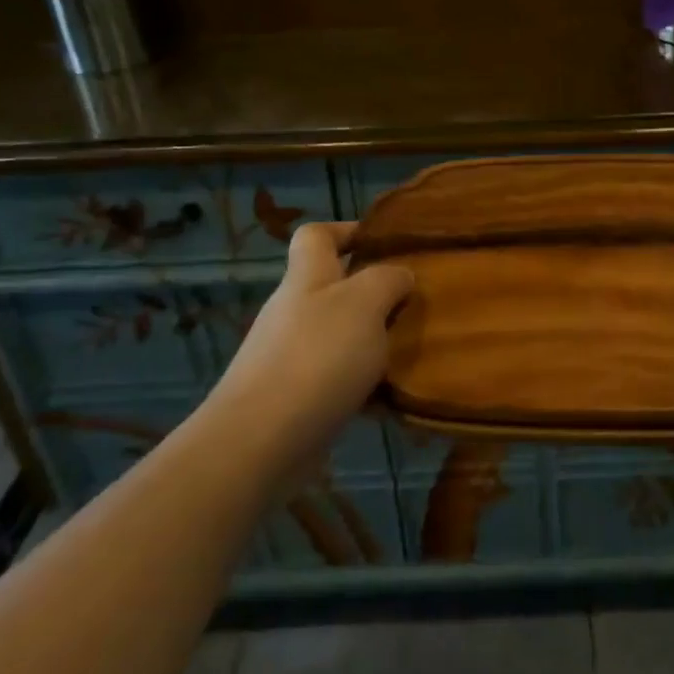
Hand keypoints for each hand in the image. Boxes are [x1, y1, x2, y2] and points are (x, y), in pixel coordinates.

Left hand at [205, 222, 414, 479]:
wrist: (258, 442)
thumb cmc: (316, 357)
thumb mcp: (364, 304)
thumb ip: (387, 280)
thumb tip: (400, 275)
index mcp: (306, 278)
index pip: (316, 235)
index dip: (346, 230)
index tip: (383, 242)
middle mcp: (294, 311)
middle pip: (333, 287)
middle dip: (373, 293)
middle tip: (414, 303)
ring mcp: (289, 356)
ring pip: (340, 335)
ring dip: (373, 342)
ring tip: (412, 351)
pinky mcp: (293, 399)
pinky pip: (337, 379)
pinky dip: (363, 385)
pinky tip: (391, 397)